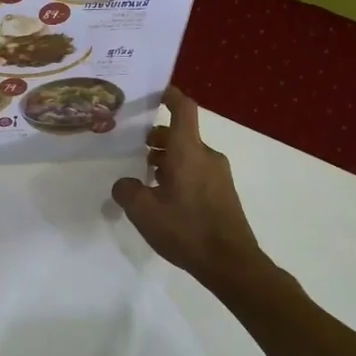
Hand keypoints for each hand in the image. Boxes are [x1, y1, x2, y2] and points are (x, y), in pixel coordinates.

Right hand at [112, 88, 264, 288]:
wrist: (231, 263)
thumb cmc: (186, 229)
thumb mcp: (144, 211)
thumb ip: (127, 191)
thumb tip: (124, 184)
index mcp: (188, 151)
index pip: (183, 109)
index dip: (169, 95)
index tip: (154, 92)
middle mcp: (206, 155)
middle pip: (181, 134)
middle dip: (158, 138)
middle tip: (134, 149)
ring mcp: (219, 175)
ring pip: (189, 154)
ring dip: (167, 159)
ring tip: (145, 177)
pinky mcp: (224, 193)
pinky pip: (198, 171)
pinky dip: (180, 174)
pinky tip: (165, 198)